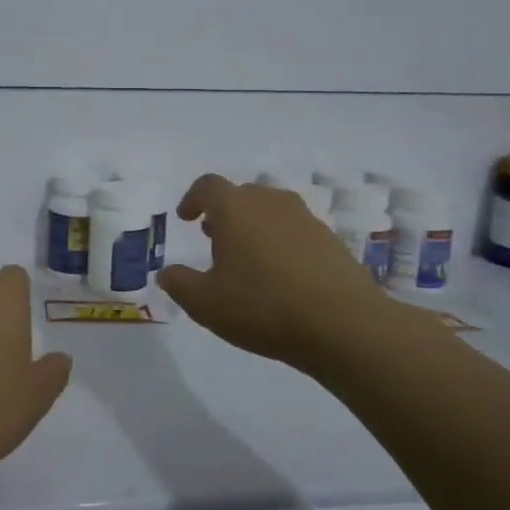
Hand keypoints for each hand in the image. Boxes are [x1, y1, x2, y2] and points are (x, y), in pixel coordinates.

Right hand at [157, 173, 384, 369]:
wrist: (342, 324)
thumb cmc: (262, 306)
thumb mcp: (205, 303)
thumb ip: (180, 284)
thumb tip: (167, 273)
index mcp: (235, 209)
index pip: (208, 186)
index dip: (193, 198)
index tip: (186, 218)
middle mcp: (270, 203)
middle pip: (242, 194)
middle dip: (223, 212)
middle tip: (212, 237)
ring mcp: (305, 219)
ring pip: (270, 210)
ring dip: (253, 226)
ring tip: (246, 257)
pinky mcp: (330, 240)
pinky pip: (294, 231)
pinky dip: (280, 242)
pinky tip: (279, 276)